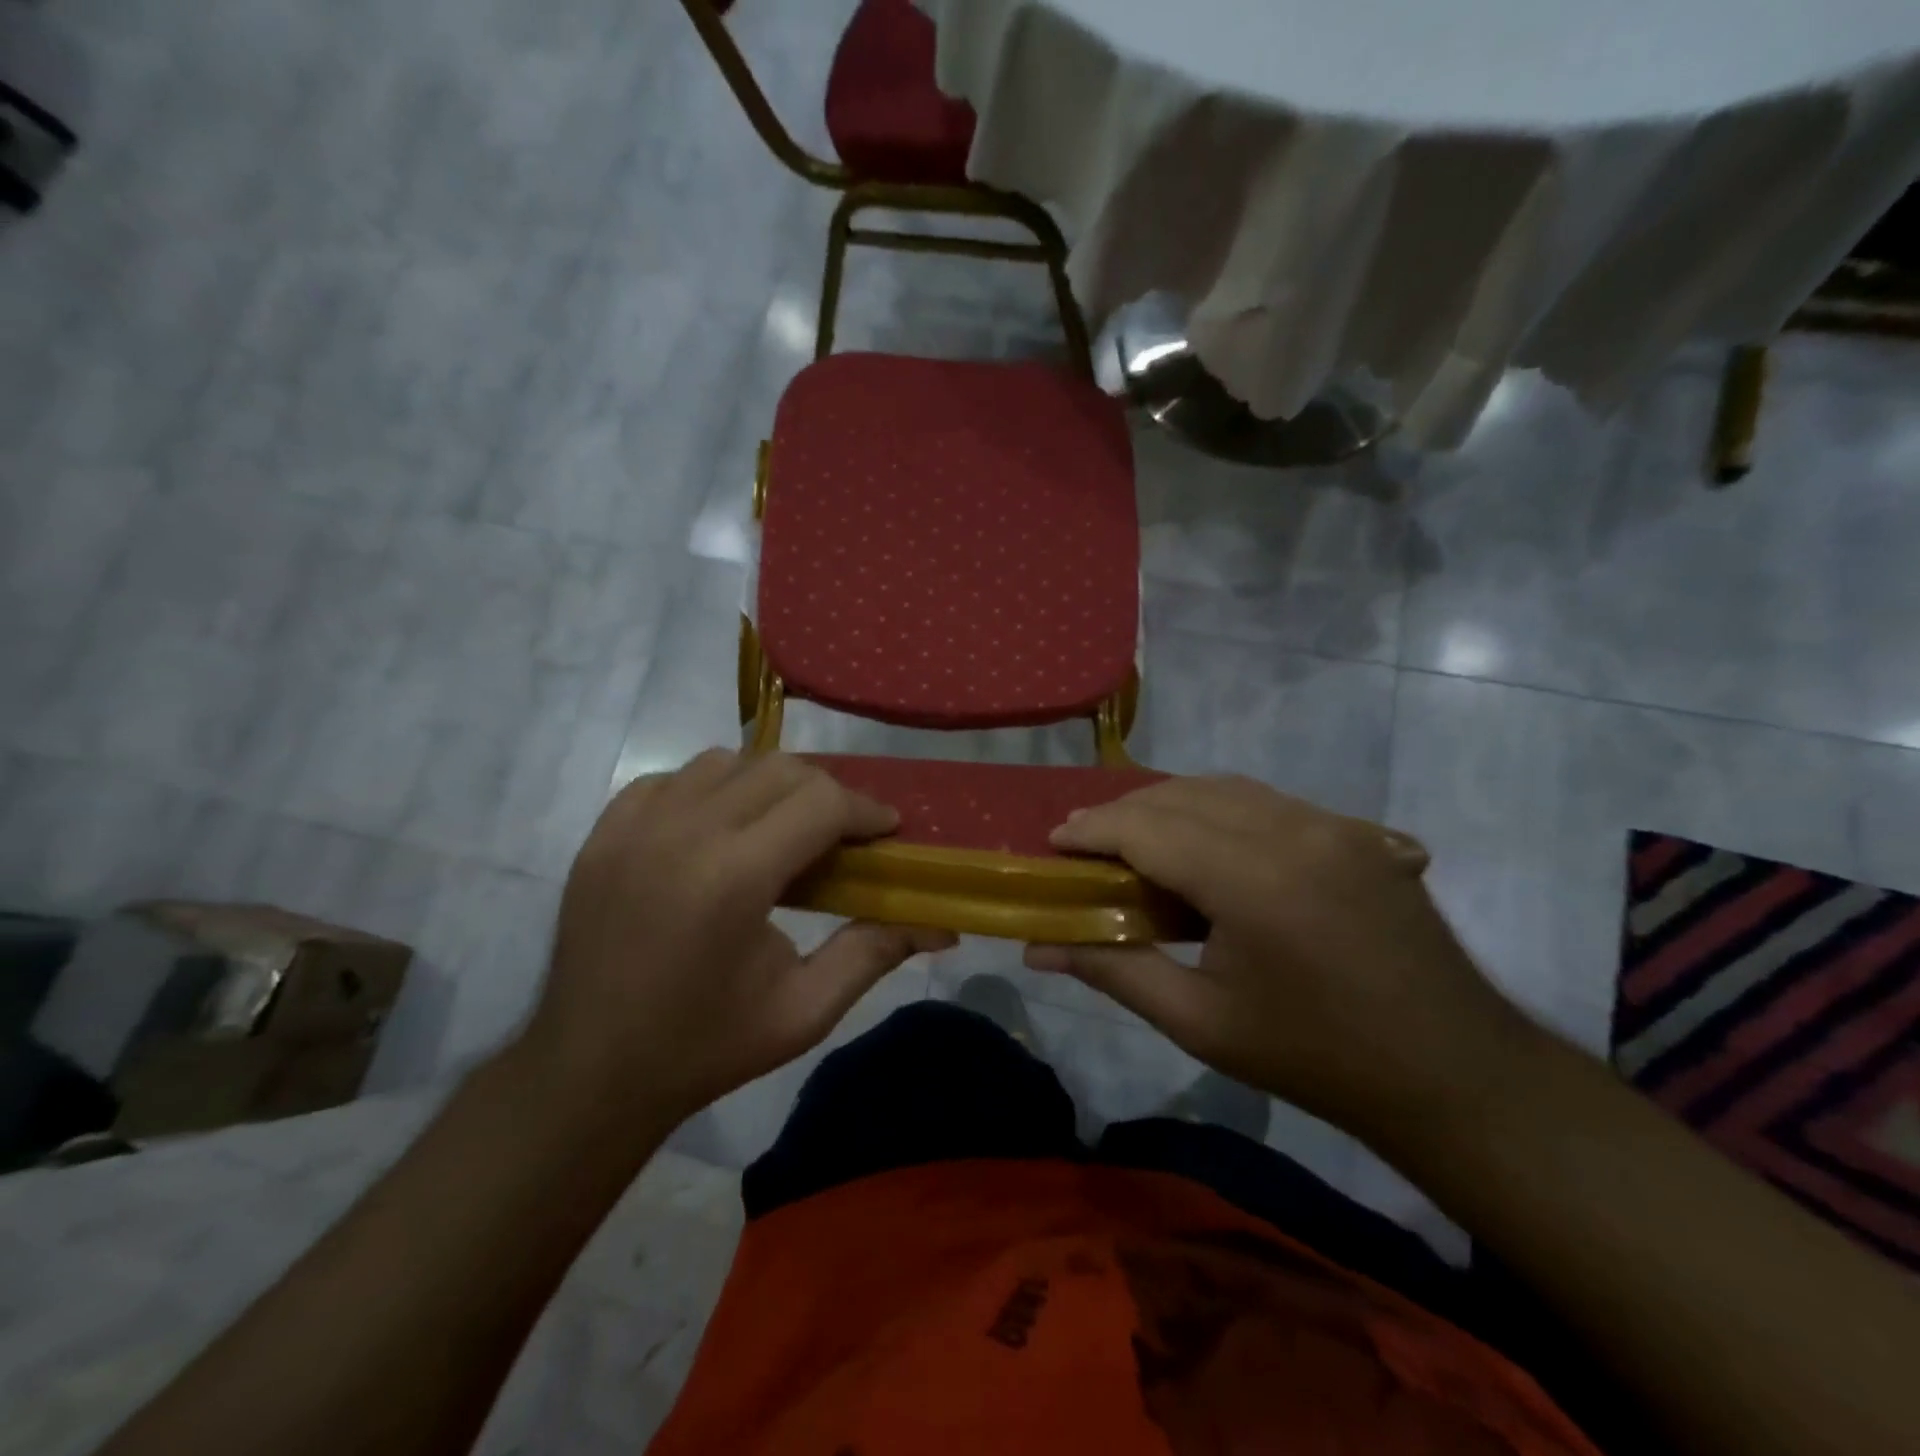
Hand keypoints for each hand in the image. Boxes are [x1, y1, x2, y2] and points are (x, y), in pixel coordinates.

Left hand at [522, 750, 954, 1128]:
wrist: (590, 1073)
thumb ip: (874, 951)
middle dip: (827, 793)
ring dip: (769, 785)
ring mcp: (633, 828)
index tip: (886, 831)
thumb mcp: (805, 1010)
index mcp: (733, 879)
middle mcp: (682, 834)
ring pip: (726, 762)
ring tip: (781, 829)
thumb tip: (942, 924)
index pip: (821, 802)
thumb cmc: (707, 1047)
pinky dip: (710, 790)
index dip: (865, 810)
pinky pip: (673, 779)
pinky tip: (718, 830)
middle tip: (843, 834)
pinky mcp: (603, 833)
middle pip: (780, 769)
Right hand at [1025, 776, 1533, 1139]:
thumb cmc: (1314, 1058)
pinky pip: (1267, 802)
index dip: (1092, 830)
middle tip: (1086, 846)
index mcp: (1253, 880)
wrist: (1452, 1073)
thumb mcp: (1200, 1023)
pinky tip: (1206, 845)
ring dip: (1169, 805)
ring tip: (1136, 842)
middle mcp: (1293, 831)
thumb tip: (1037, 948)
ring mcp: (1332, 824)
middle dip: (1123, 814)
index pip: (1148, 828)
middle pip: (1182, 797)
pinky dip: (1218, 810)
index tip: (1053, 843)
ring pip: (1225, 788)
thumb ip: (1114, 970)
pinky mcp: (1356, 831)